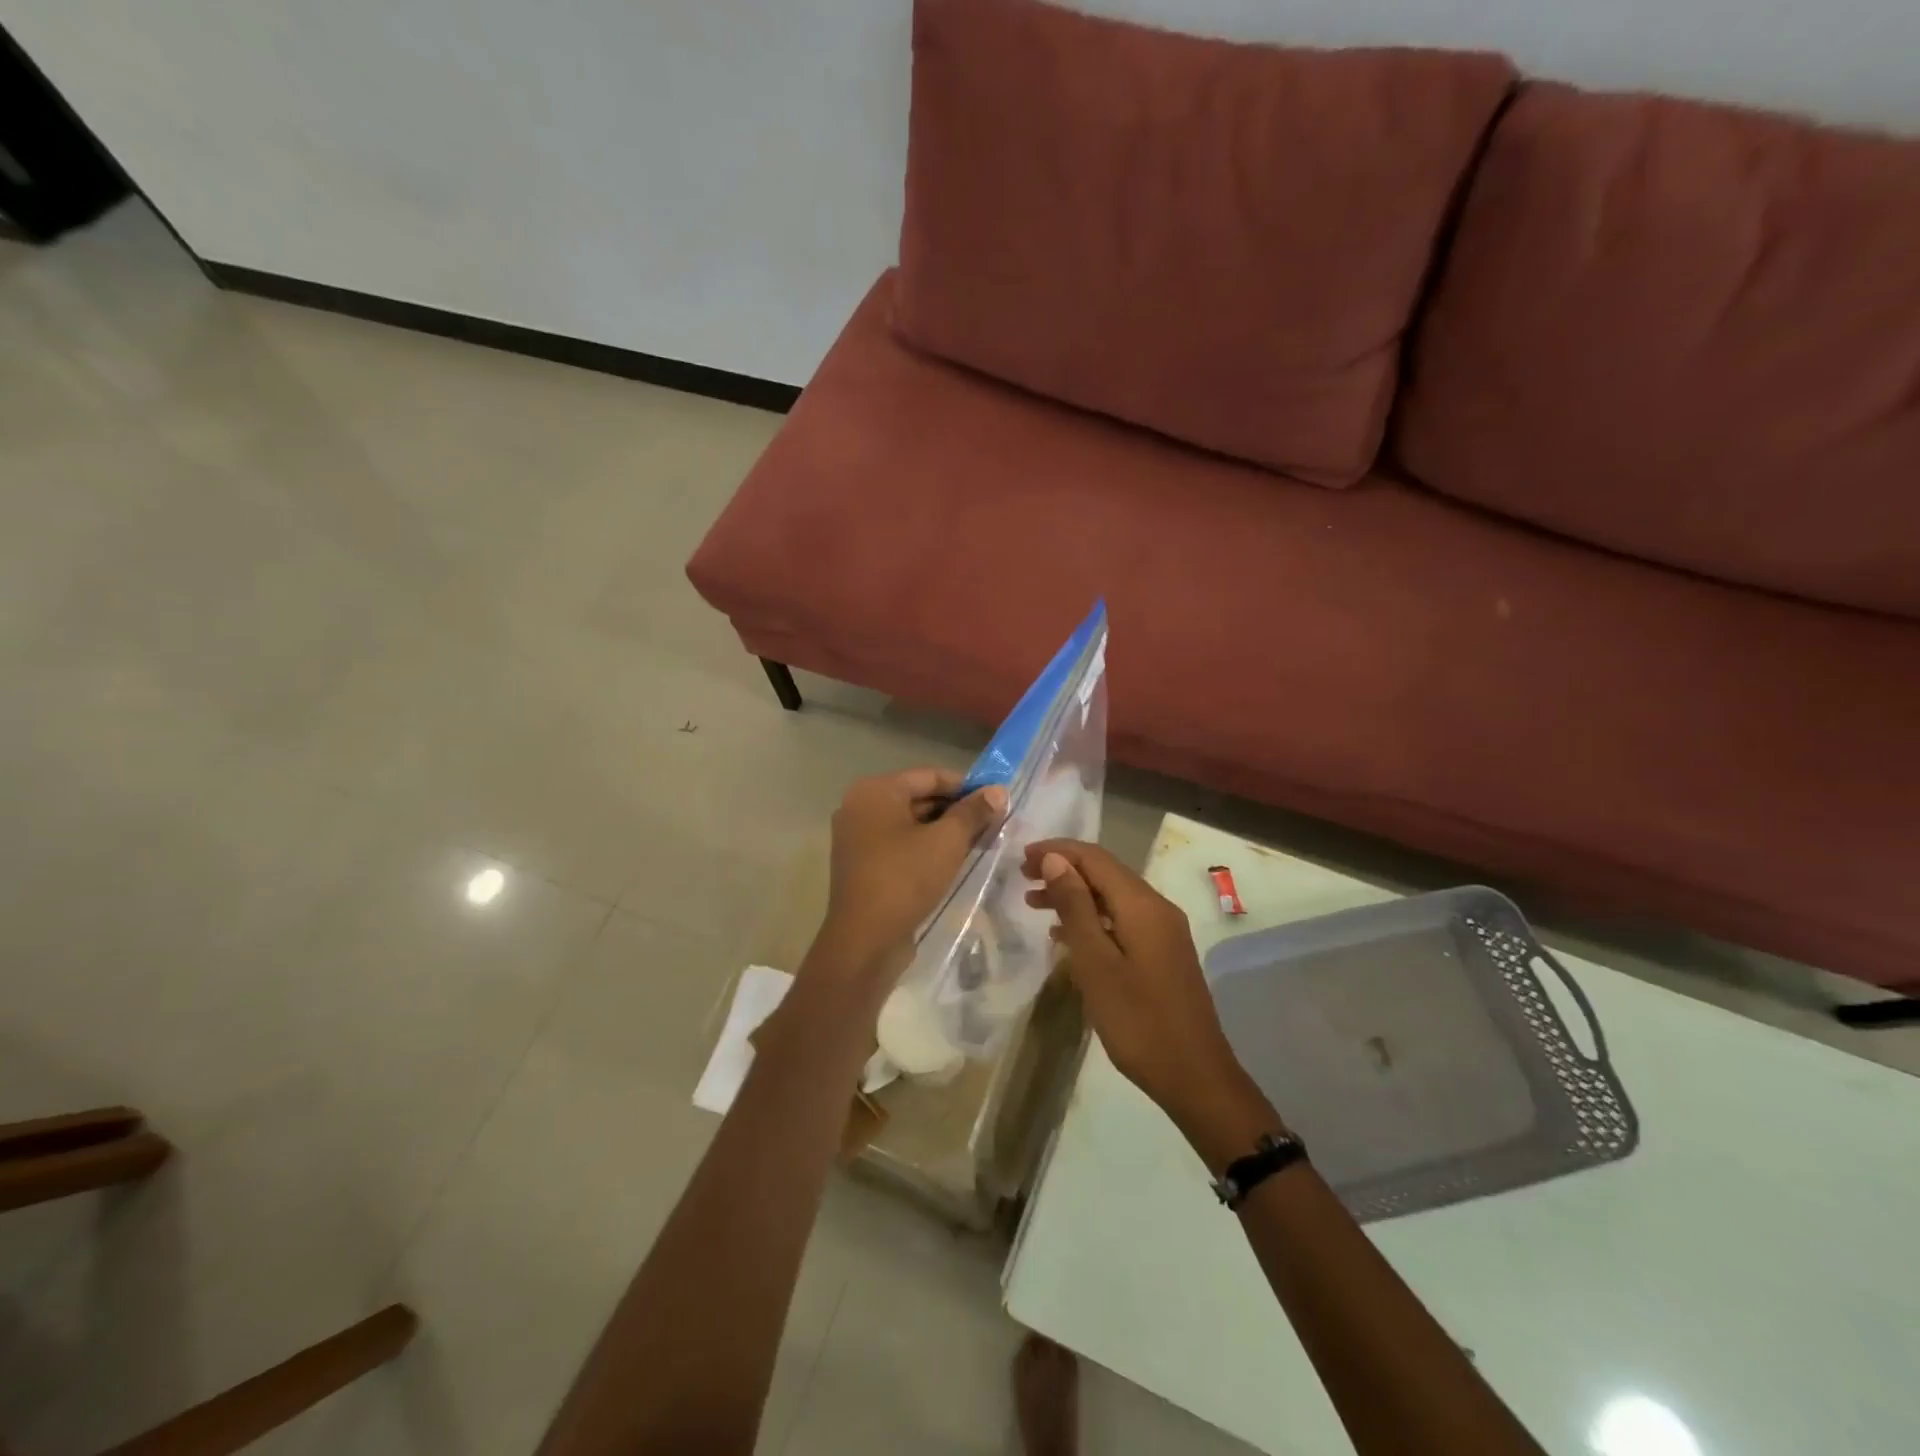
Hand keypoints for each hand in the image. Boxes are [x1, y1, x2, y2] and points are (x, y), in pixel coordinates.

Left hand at [813, 768, 1006, 987]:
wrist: (864, 940)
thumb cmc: (905, 878)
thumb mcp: (947, 841)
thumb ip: (973, 812)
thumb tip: (997, 791)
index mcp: (875, 791)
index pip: (929, 776)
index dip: (966, 786)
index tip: (996, 800)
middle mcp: (860, 806)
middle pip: (919, 798)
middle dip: (957, 810)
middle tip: (993, 824)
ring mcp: (857, 837)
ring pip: (911, 823)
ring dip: (944, 831)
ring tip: (980, 843)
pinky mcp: (862, 864)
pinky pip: (900, 844)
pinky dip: (925, 847)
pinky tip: (954, 860)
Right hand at [1022, 840, 1263, 1137]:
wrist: (1195, 1078)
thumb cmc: (1139, 1022)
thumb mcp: (1096, 964)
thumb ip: (1075, 908)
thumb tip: (1055, 860)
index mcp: (1143, 905)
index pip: (1095, 858)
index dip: (1057, 851)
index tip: (1020, 857)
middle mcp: (1157, 908)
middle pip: (1105, 873)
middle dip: (1063, 869)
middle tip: (1022, 878)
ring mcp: (1164, 932)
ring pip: (1112, 897)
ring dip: (1074, 895)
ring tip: (1034, 903)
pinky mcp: (1163, 954)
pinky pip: (1121, 920)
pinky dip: (1091, 918)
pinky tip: (1065, 936)